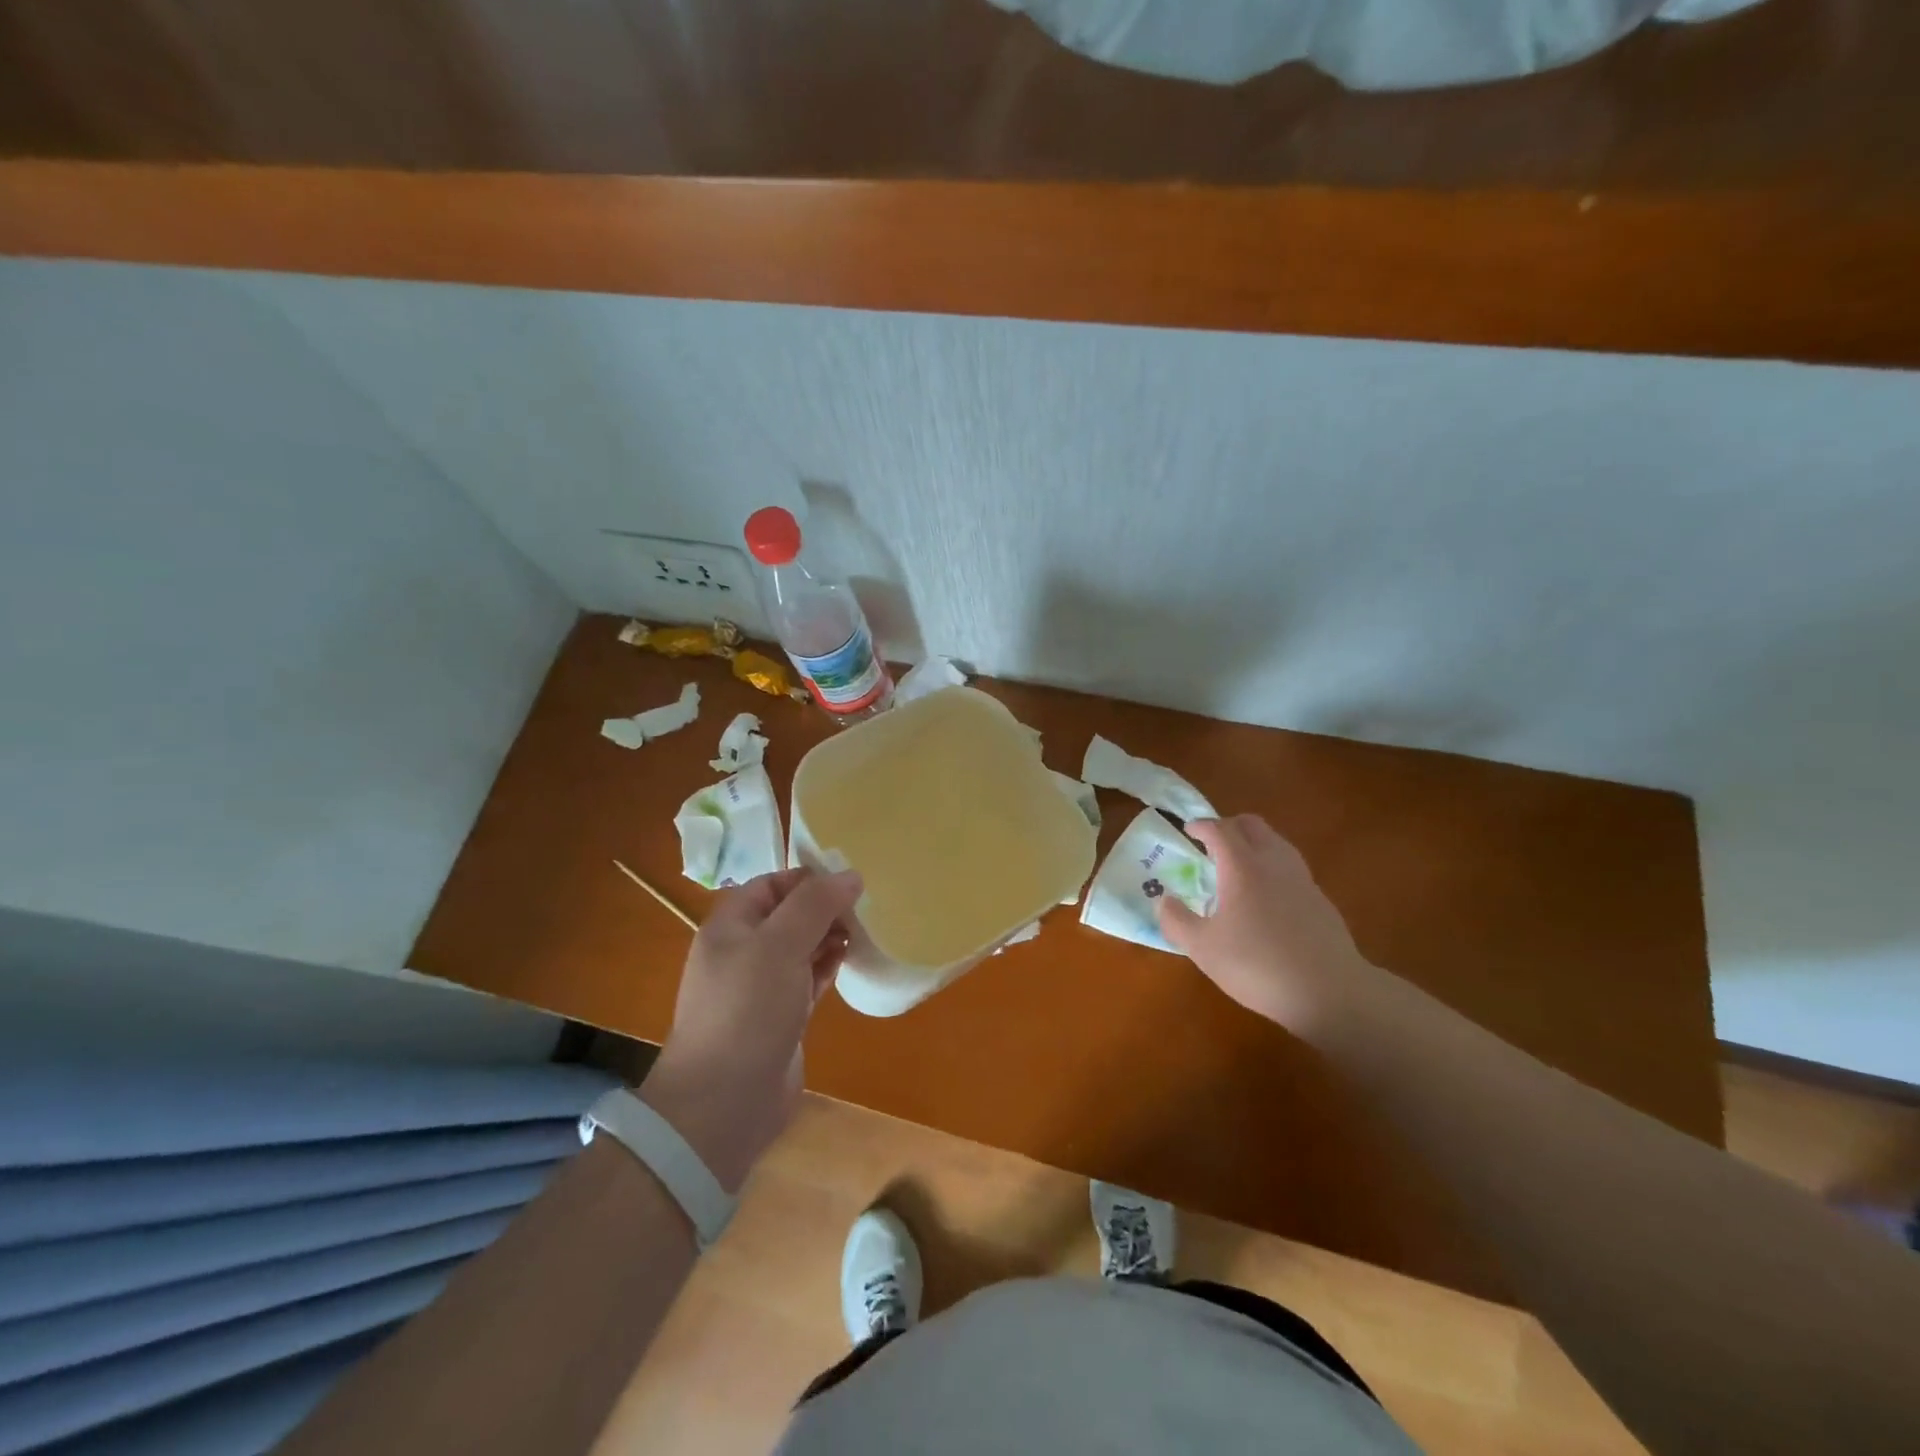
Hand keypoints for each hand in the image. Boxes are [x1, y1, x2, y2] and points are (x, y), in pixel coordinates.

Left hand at [641, 867, 861, 1189]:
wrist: (724, 1102)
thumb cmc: (747, 1009)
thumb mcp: (780, 945)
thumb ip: (815, 904)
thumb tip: (850, 874)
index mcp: (730, 926)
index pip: (771, 884)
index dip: (808, 878)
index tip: (848, 882)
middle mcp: (743, 951)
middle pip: (788, 914)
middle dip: (824, 907)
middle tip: (864, 908)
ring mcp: (761, 987)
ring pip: (801, 947)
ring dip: (830, 936)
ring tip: (864, 932)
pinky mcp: (780, 1017)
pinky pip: (807, 979)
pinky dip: (828, 967)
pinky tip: (851, 960)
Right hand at [1158, 815, 1380, 1035]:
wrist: (1330, 992)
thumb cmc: (1257, 965)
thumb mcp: (1202, 948)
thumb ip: (1176, 921)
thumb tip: (1163, 900)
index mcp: (1242, 867)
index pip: (1219, 829)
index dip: (1201, 825)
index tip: (1187, 829)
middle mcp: (1274, 863)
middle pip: (1252, 825)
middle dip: (1229, 826)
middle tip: (1211, 844)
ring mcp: (1302, 879)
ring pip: (1276, 843)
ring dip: (1253, 844)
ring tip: (1236, 867)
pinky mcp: (1320, 900)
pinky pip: (1290, 867)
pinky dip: (1272, 867)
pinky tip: (1265, 897)